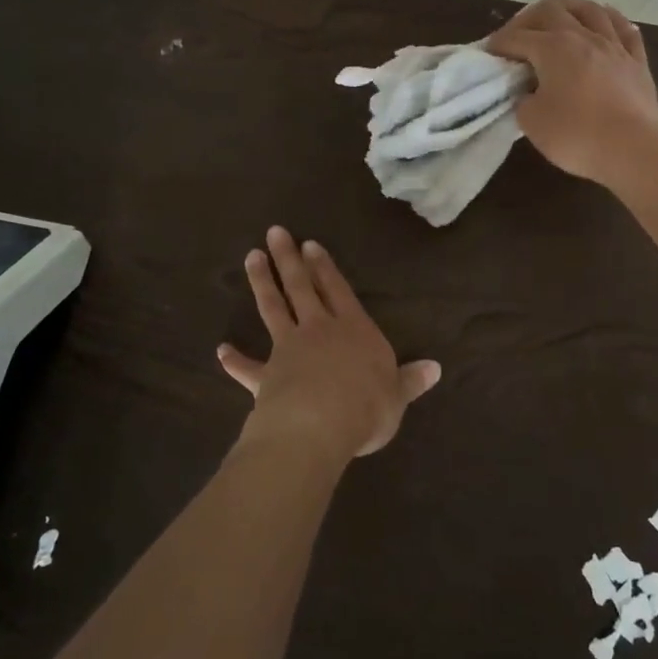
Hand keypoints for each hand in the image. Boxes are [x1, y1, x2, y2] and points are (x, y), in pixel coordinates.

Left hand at [218, 227, 441, 462]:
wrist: (319, 426)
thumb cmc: (367, 407)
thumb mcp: (398, 395)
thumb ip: (411, 380)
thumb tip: (436, 368)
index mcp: (354, 330)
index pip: (338, 290)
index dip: (325, 267)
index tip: (310, 245)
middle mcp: (319, 330)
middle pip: (302, 287)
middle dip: (289, 259)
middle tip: (276, 232)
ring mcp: (288, 349)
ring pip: (273, 308)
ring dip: (262, 282)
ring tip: (251, 257)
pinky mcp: (266, 376)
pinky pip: (248, 367)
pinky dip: (235, 360)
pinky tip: (221, 351)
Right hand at [486, 0, 657, 188]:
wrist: (634, 149)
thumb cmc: (576, 135)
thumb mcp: (532, 122)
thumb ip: (524, 100)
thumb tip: (530, 93)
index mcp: (553, 48)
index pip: (517, 38)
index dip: (499, 43)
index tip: (489, 52)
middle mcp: (583, 36)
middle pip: (552, 9)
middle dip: (530, 18)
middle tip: (519, 34)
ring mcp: (614, 46)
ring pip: (591, 9)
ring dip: (570, 8)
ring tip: (560, 17)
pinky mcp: (637, 61)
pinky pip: (625, 29)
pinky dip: (610, 20)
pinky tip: (605, 21)